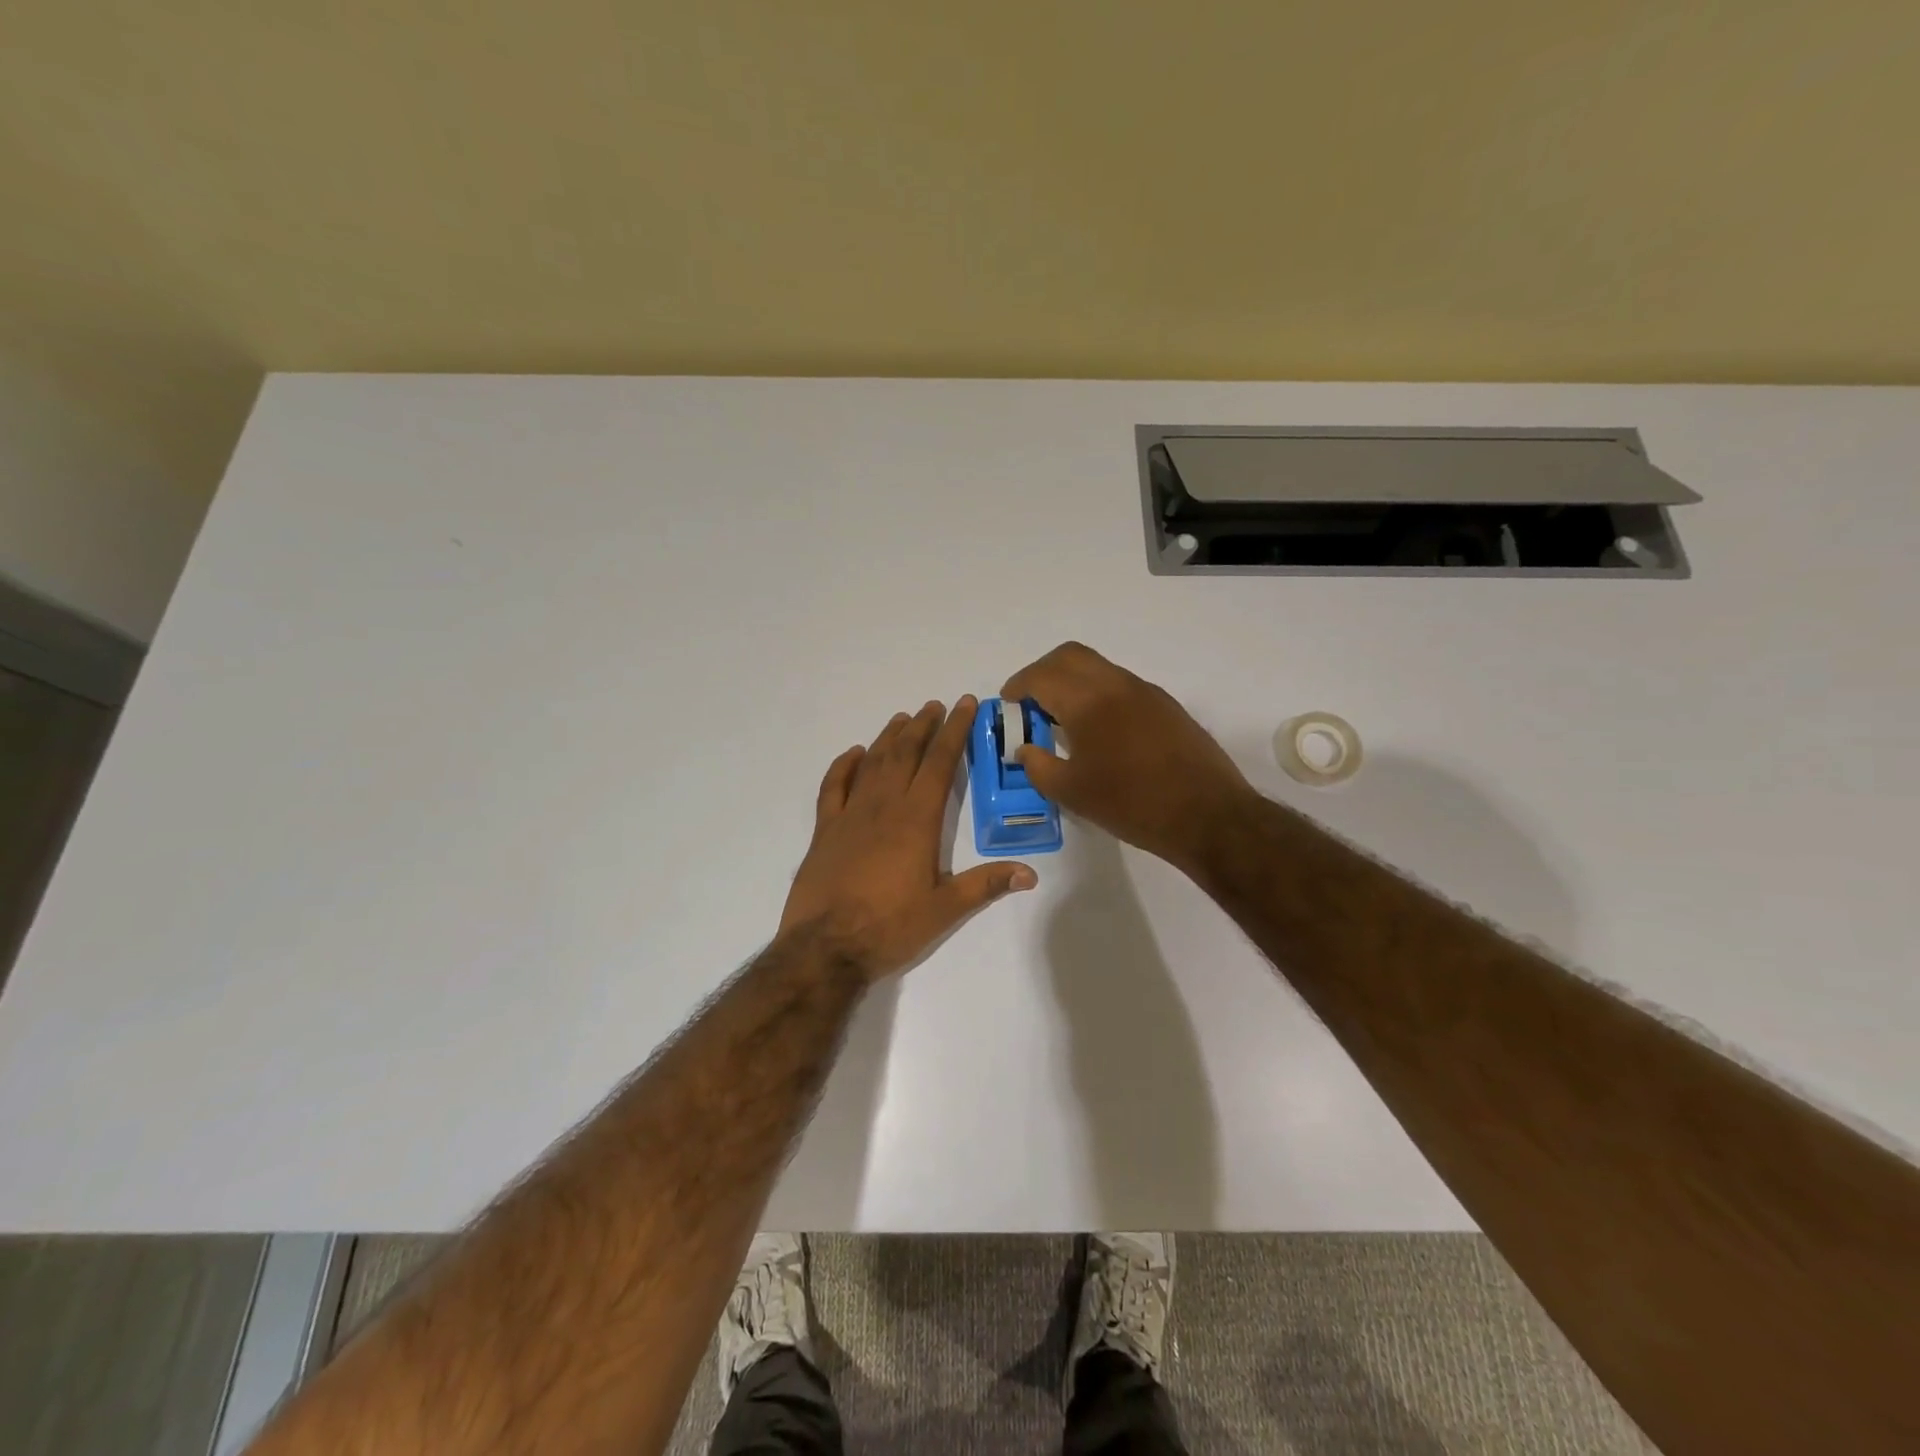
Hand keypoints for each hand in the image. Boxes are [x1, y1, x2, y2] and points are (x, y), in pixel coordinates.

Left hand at [779, 696, 1036, 979]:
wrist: (824, 948)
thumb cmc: (889, 927)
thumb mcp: (944, 910)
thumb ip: (985, 885)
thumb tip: (1030, 873)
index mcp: (916, 820)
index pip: (939, 764)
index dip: (954, 731)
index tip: (964, 705)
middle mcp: (883, 807)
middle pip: (905, 754)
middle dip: (923, 726)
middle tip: (935, 705)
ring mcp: (849, 815)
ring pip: (872, 764)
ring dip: (889, 738)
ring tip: (903, 718)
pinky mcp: (824, 830)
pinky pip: (833, 787)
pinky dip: (844, 765)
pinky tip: (854, 754)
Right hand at [1002, 642, 1252, 872]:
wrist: (1207, 815)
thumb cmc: (1131, 803)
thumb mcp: (1072, 793)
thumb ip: (1038, 766)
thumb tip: (1025, 750)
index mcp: (1088, 701)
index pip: (1042, 676)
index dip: (1018, 685)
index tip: (1008, 703)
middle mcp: (1116, 684)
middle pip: (1070, 656)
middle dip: (1043, 672)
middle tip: (1031, 701)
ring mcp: (1146, 692)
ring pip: (1098, 668)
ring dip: (1073, 681)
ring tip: (1062, 718)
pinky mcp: (1166, 706)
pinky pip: (1121, 685)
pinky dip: (1099, 693)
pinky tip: (1100, 730)